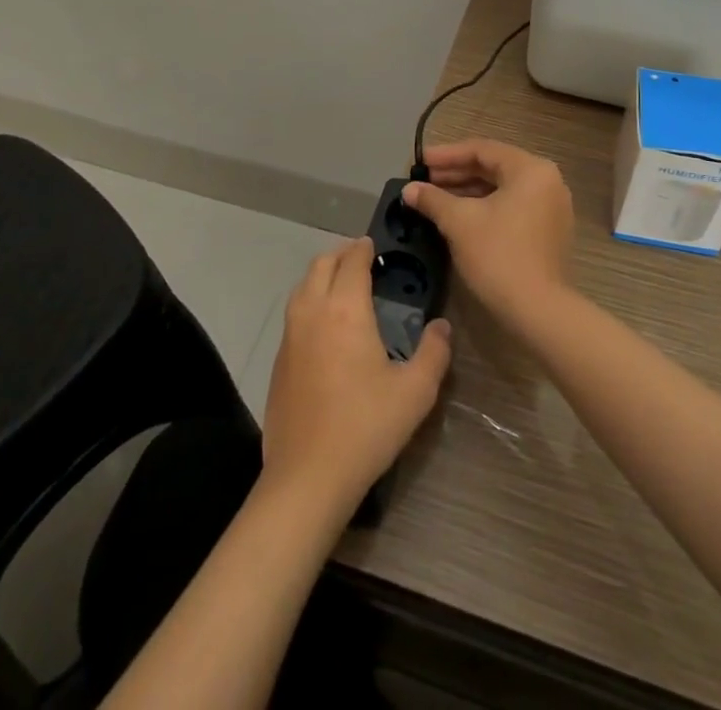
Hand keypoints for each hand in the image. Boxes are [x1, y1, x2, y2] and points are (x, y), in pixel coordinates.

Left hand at [261, 237, 451, 517]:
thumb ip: (434, 353)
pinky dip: (309, 301)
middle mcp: (313, 312)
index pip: (352, 262)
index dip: (363, 248)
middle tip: (360, 258)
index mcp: (345, 310)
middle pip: (321, 265)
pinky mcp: (278, 360)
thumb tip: (441, 326)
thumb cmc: (366, 427)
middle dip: (341, 255)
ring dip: (321, 275)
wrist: (308, 476)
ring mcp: (290, 336)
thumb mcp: (415, 392)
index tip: (374, 244)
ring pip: (302, 286)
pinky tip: (323, 325)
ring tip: (342, 284)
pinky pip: (293, 313)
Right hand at [403, 139, 575, 328]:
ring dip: (467, 192)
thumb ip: (432, 199)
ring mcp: (551, 207)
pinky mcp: (548, 232)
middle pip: (494, 168)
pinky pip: (512, 207)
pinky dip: (485, 208)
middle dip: (455, 174)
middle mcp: (547, 181)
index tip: (418, 162)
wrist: (537, 311)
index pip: (482, 150)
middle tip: (423, 180)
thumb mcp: (459, 222)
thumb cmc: (498, 255)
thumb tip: (409, 189)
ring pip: (502, 189)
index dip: (446, 155)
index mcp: (531, 169)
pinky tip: (457, 217)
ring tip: (434, 199)